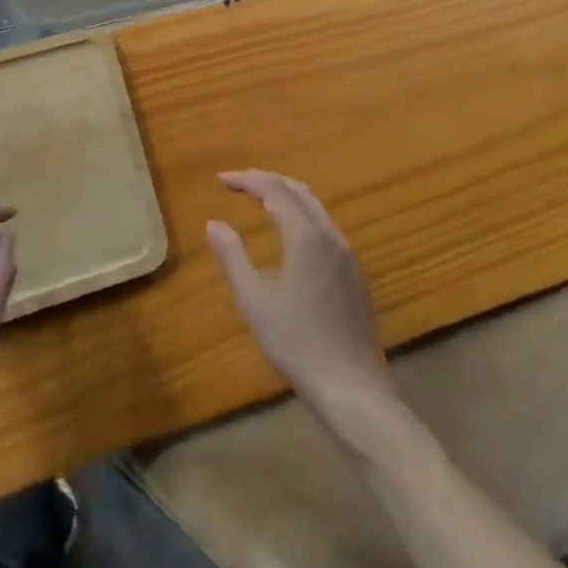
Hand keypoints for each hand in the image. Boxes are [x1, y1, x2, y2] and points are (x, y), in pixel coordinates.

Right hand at [207, 170, 391, 416]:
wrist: (353, 388)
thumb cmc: (298, 343)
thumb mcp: (254, 301)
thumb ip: (232, 257)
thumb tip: (213, 223)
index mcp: (306, 235)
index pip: (274, 190)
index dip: (246, 180)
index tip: (220, 181)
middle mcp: (330, 235)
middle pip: (298, 190)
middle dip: (267, 180)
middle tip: (237, 184)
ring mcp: (346, 254)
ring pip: (315, 207)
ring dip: (286, 195)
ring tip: (259, 200)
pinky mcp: (354, 273)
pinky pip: (324, 226)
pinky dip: (301, 214)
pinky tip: (289, 235)